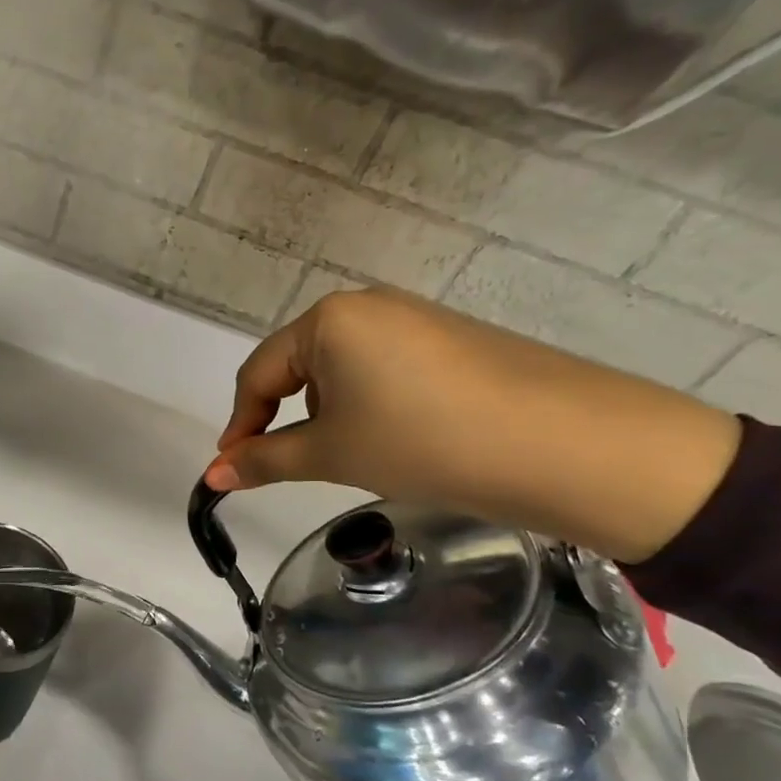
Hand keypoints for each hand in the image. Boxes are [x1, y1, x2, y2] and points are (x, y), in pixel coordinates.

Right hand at [205, 287, 740, 562]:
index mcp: (328, 319)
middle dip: (290, 419)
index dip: (240, 425)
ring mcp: (416, 318)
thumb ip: (265, 459)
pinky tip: (404, 439)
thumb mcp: (334, 453)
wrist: (568, 445)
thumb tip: (213, 474)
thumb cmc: (424, 442)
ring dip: (334, 414)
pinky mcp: (453, 339)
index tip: (232, 468)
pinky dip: (375, 406)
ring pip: (345, 371)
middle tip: (301, 468)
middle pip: (300, 367)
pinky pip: (387, 370)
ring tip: (362, 458)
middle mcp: (367, 305)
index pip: (258, 374)